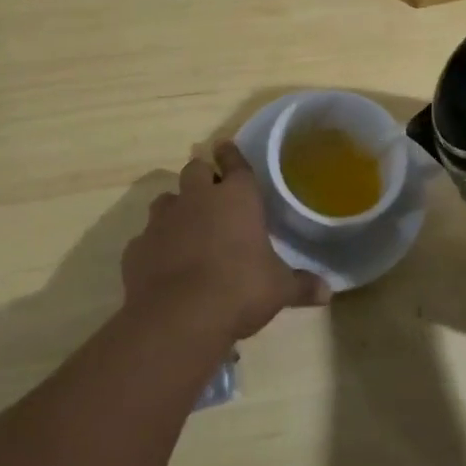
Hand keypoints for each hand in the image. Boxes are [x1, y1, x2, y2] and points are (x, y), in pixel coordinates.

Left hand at [123, 143, 329, 344]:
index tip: (226, 147)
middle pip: (196, 170)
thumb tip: (328, 292)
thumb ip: (302, 285)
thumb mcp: (279, 289)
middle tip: (211, 193)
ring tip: (186, 227)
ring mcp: (163, 220)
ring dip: (176, 208)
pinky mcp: (137, 247)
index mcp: (237, 197)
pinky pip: (145, 237)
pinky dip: (154, 245)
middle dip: (202, 177)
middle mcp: (198, 198)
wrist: (179, 318)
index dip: (231, 153)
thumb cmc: (240, 290)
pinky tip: (162, 263)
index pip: (234, 161)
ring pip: (166, 199)